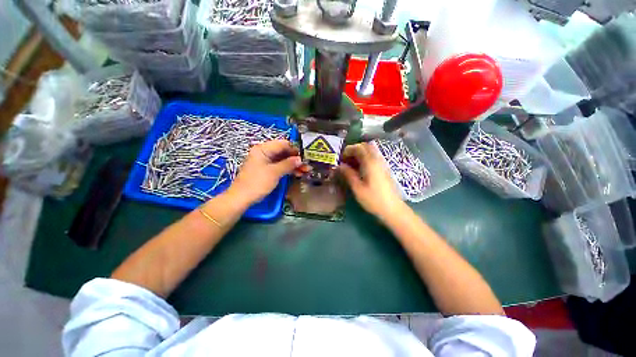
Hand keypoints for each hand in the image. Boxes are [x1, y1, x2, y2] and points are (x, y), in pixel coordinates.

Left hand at [228, 140, 301, 206]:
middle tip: (307, 165)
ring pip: (282, 160)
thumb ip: (288, 164)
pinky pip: (279, 166)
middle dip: (296, 158)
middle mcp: (264, 153)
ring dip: (293, 165)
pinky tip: (297, 173)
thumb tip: (300, 159)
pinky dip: (288, 169)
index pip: (283, 144)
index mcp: (263, 149)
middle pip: (283, 152)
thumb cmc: (257, 183)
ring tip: (305, 171)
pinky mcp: (266, 170)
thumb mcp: (274, 172)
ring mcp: (265, 162)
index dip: (295, 149)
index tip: (305, 156)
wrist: (242, 198)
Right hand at [339, 143, 405, 220]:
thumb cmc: (373, 200)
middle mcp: (377, 160)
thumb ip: (348, 174)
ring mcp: (382, 164)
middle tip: (346, 159)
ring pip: (370, 152)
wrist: (393, 209)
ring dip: (360, 154)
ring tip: (351, 164)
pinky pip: (373, 158)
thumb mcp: (357, 188)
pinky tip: (360, 169)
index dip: (348, 150)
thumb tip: (339, 166)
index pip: (359, 148)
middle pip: (366, 146)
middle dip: (354, 150)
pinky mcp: (384, 169)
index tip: (341, 158)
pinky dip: (365, 159)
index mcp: (370, 163)